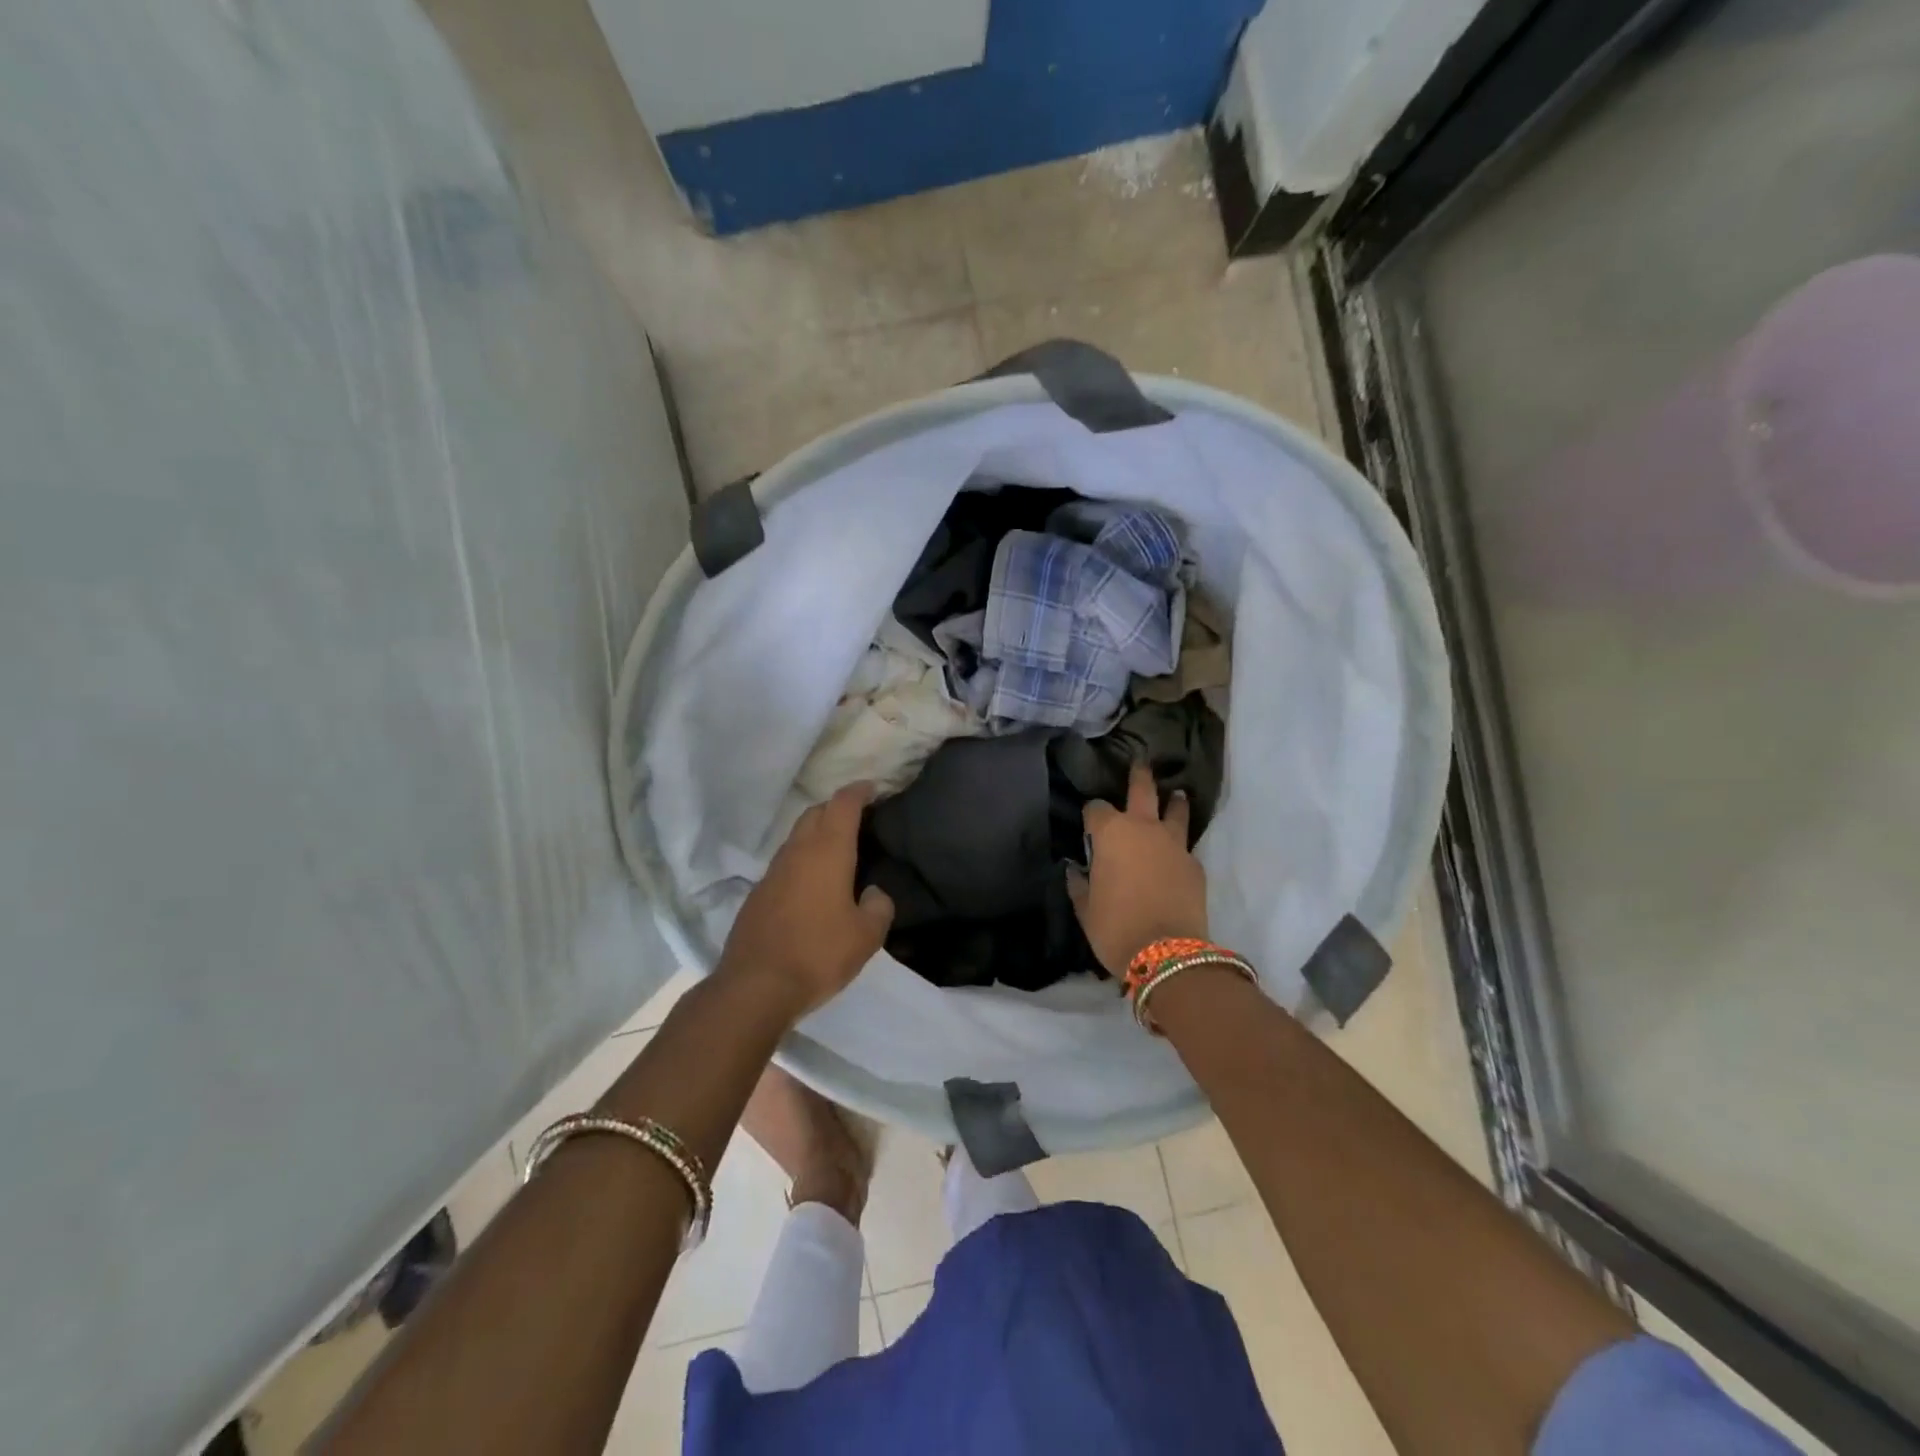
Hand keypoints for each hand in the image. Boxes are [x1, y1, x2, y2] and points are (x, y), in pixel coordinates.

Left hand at [718, 784, 894, 1021]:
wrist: (755, 986)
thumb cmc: (819, 953)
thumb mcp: (867, 936)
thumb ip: (879, 907)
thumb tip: (874, 893)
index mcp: (827, 851)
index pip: (843, 804)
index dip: (859, 791)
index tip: (873, 788)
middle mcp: (797, 851)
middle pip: (816, 812)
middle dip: (837, 807)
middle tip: (859, 819)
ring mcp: (773, 871)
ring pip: (797, 836)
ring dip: (817, 833)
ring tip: (838, 850)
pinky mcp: (758, 893)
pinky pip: (785, 862)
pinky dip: (802, 859)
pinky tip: (813, 884)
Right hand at [1071, 762, 1208, 975]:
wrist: (1166, 954)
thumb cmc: (1114, 927)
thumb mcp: (1085, 908)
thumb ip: (1079, 883)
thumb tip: (1076, 870)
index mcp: (1111, 833)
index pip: (1096, 809)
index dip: (1090, 814)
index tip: (1088, 824)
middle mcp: (1144, 828)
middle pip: (1143, 790)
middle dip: (1139, 776)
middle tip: (1141, 763)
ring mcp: (1174, 844)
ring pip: (1176, 810)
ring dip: (1174, 802)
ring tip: (1177, 796)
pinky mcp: (1195, 865)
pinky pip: (1184, 846)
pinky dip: (1179, 844)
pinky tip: (1175, 855)